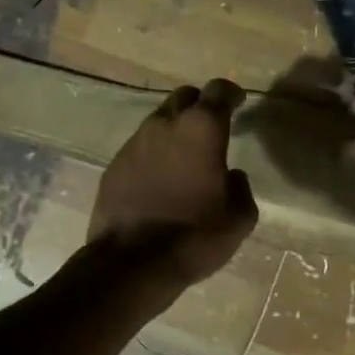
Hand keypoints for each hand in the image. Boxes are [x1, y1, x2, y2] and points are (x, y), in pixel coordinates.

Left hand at [90, 80, 257, 290]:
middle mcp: (164, 125)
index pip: (218, 91)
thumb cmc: (194, 236)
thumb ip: (241, 188)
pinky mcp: (114, 165)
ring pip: (158, 121)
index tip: (238, 102)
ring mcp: (134, 143)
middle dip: (199, 105)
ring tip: (185, 156)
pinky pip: (139, 148)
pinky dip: (153, 155)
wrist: (131, 263)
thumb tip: (231, 176)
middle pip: (183, 97)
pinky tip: (159, 180)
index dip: (230, 93)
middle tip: (211, 127)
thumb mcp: (238, 219)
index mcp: (201, 130)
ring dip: (174, 130)